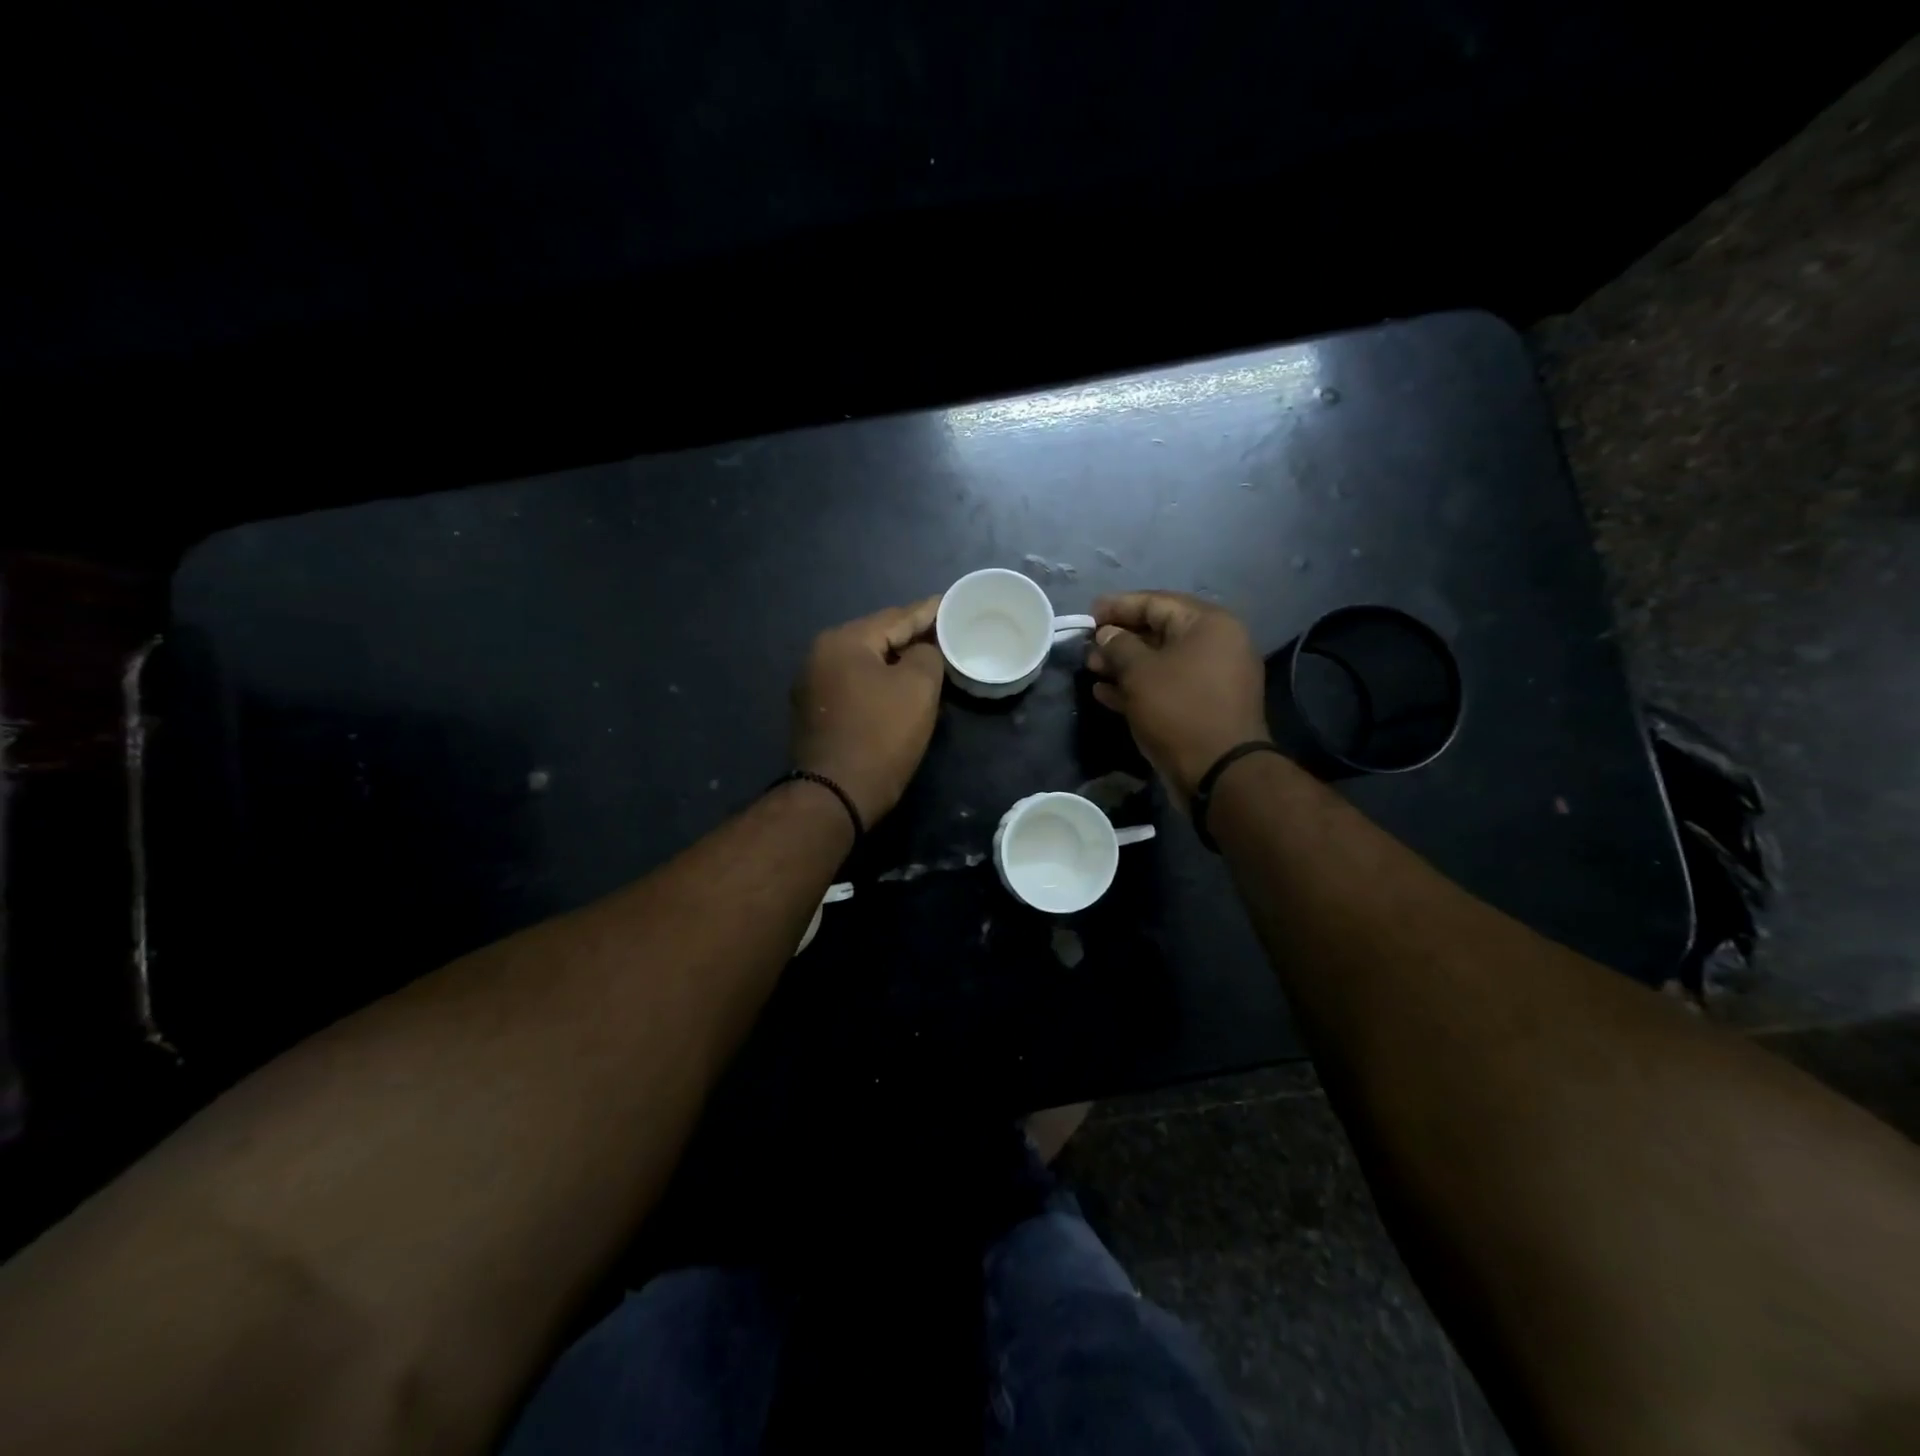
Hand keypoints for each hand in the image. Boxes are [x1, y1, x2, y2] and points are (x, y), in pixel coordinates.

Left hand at [790, 596, 945, 826]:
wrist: (835, 795)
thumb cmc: (880, 735)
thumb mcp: (918, 688)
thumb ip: (927, 655)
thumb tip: (920, 651)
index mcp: (843, 640)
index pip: (896, 616)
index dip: (929, 611)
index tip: (952, 604)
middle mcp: (820, 655)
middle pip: (877, 637)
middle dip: (911, 636)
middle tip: (945, 634)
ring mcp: (812, 685)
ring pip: (866, 662)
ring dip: (895, 661)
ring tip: (927, 660)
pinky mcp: (815, 712)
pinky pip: (855, 684)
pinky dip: (878, 682)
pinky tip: (898, 689)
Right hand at [1086, 591, 1269, 810]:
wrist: (1219, 772)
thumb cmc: (1178, 709)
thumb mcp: (1140, 672)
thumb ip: (1118, 646)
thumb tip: (1107, 634)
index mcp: (1208, 624)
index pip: (1156, 602)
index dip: (1118, 606)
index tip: (1088, 614)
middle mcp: (1216, 644)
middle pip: (1159, 631)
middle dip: (1118, 639)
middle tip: (1087, 647)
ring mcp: (1211, 678)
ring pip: (1160, 662)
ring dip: (1123, 665)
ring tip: (1091, 670)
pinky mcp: (1202, 706)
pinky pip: (1166, 687)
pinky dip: (1138, 688)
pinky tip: (1104, 694)